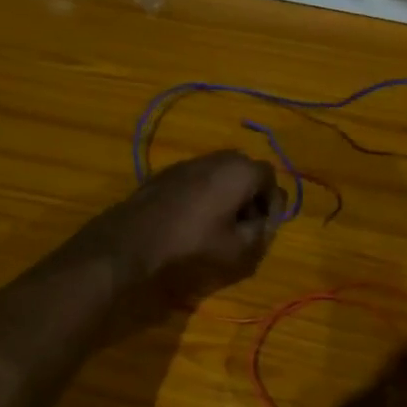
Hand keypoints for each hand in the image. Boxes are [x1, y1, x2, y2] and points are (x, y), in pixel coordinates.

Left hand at [76, 150, 281, 304]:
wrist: (134, 240)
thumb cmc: (192, 244)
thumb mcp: (238, 249)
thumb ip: (261, 232)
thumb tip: (265, 222)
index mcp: (239, 171)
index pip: (270, 178)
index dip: (272, 204)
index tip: (263, 227)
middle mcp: (218, 158)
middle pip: (246, 171)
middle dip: (251, 196)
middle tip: (245, 224)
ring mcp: (190, 162)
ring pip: (221, 173)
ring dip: (228, 194)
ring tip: (220, 223)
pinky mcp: (168, 172)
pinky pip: (199, 178)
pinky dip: (205, 193)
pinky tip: (194, 218)